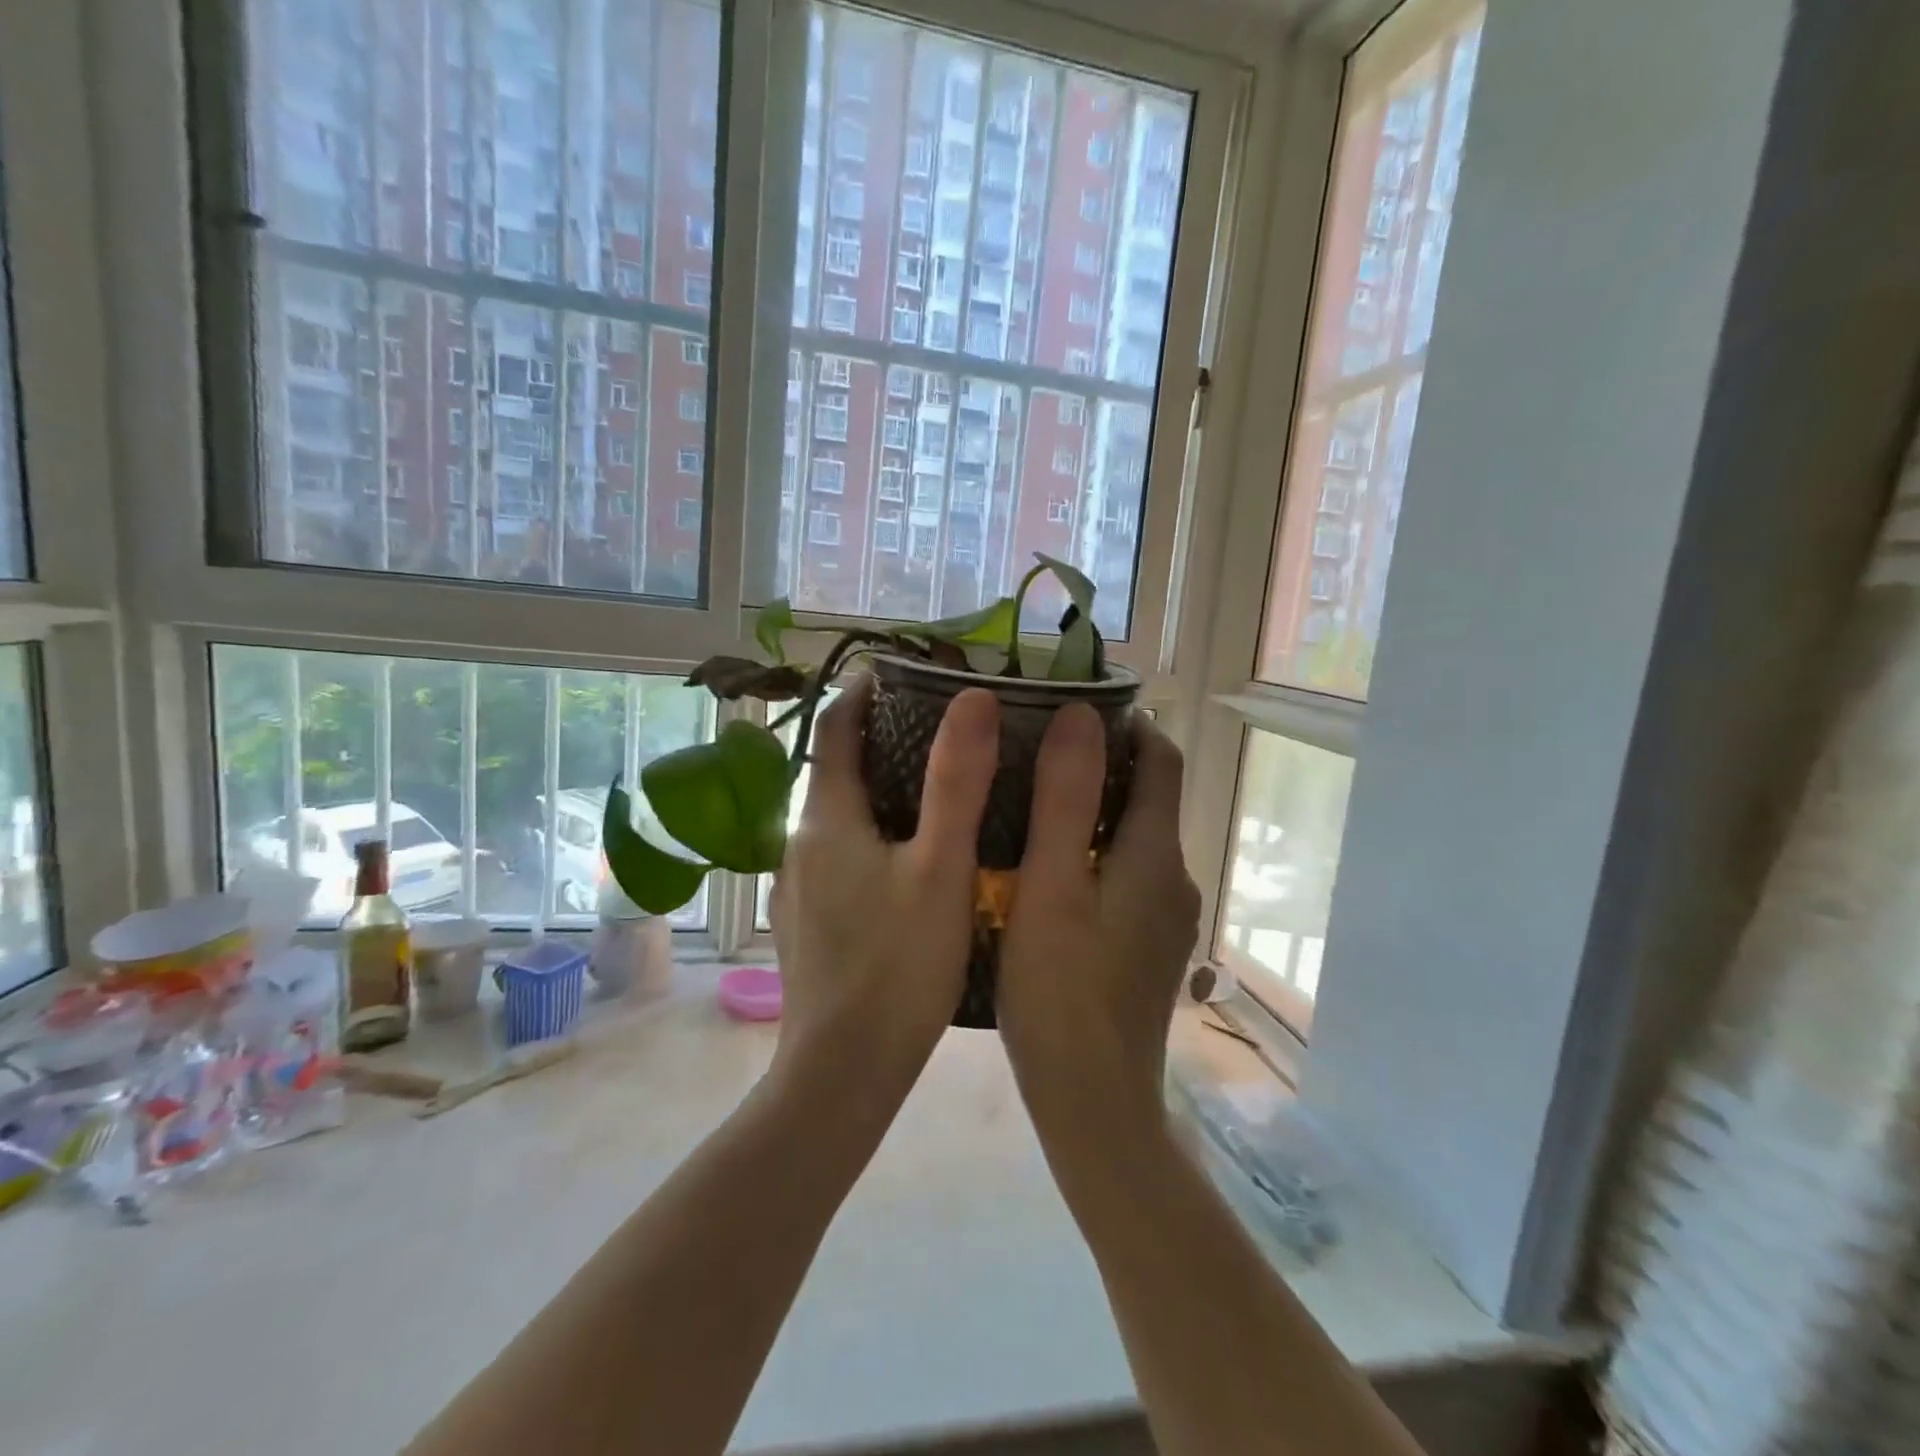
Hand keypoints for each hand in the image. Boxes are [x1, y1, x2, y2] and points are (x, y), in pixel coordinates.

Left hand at [767, 675, 999, 1116]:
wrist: (842, 1072)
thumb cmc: (897, 967)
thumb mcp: (941, 868)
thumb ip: (958, 782)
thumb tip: (973, 700)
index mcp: (826, 819)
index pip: (834, 728)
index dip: (861, 692)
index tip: (901, 672)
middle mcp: (801, 843)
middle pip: (836, 770)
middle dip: (881, 741)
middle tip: (942, 730)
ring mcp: (800, 886)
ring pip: (840, 817)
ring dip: (879, 792)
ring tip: (939, 790)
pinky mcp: (809, 921)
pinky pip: (840, 855)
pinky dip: (873, 835)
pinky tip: (914, 861)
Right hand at [996, 707, 1199, 1144]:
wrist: (1093, 1102)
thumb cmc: (1059, 990)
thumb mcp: (1050, 885)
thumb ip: (1065, 797)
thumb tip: (1081, 714)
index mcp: (1155, 854)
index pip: (1162, 759)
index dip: (1127, 723)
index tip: (1072, 707)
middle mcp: (1175, 877)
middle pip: (1149, 796)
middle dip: (1101, 763)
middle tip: (1033, 750)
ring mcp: (1165, 917)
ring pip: (1134, 838)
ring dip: (1093, 809)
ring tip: (1028, 801)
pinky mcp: (1148, 946)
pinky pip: (1126, 875)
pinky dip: (1094, 852)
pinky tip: (1045, 869)